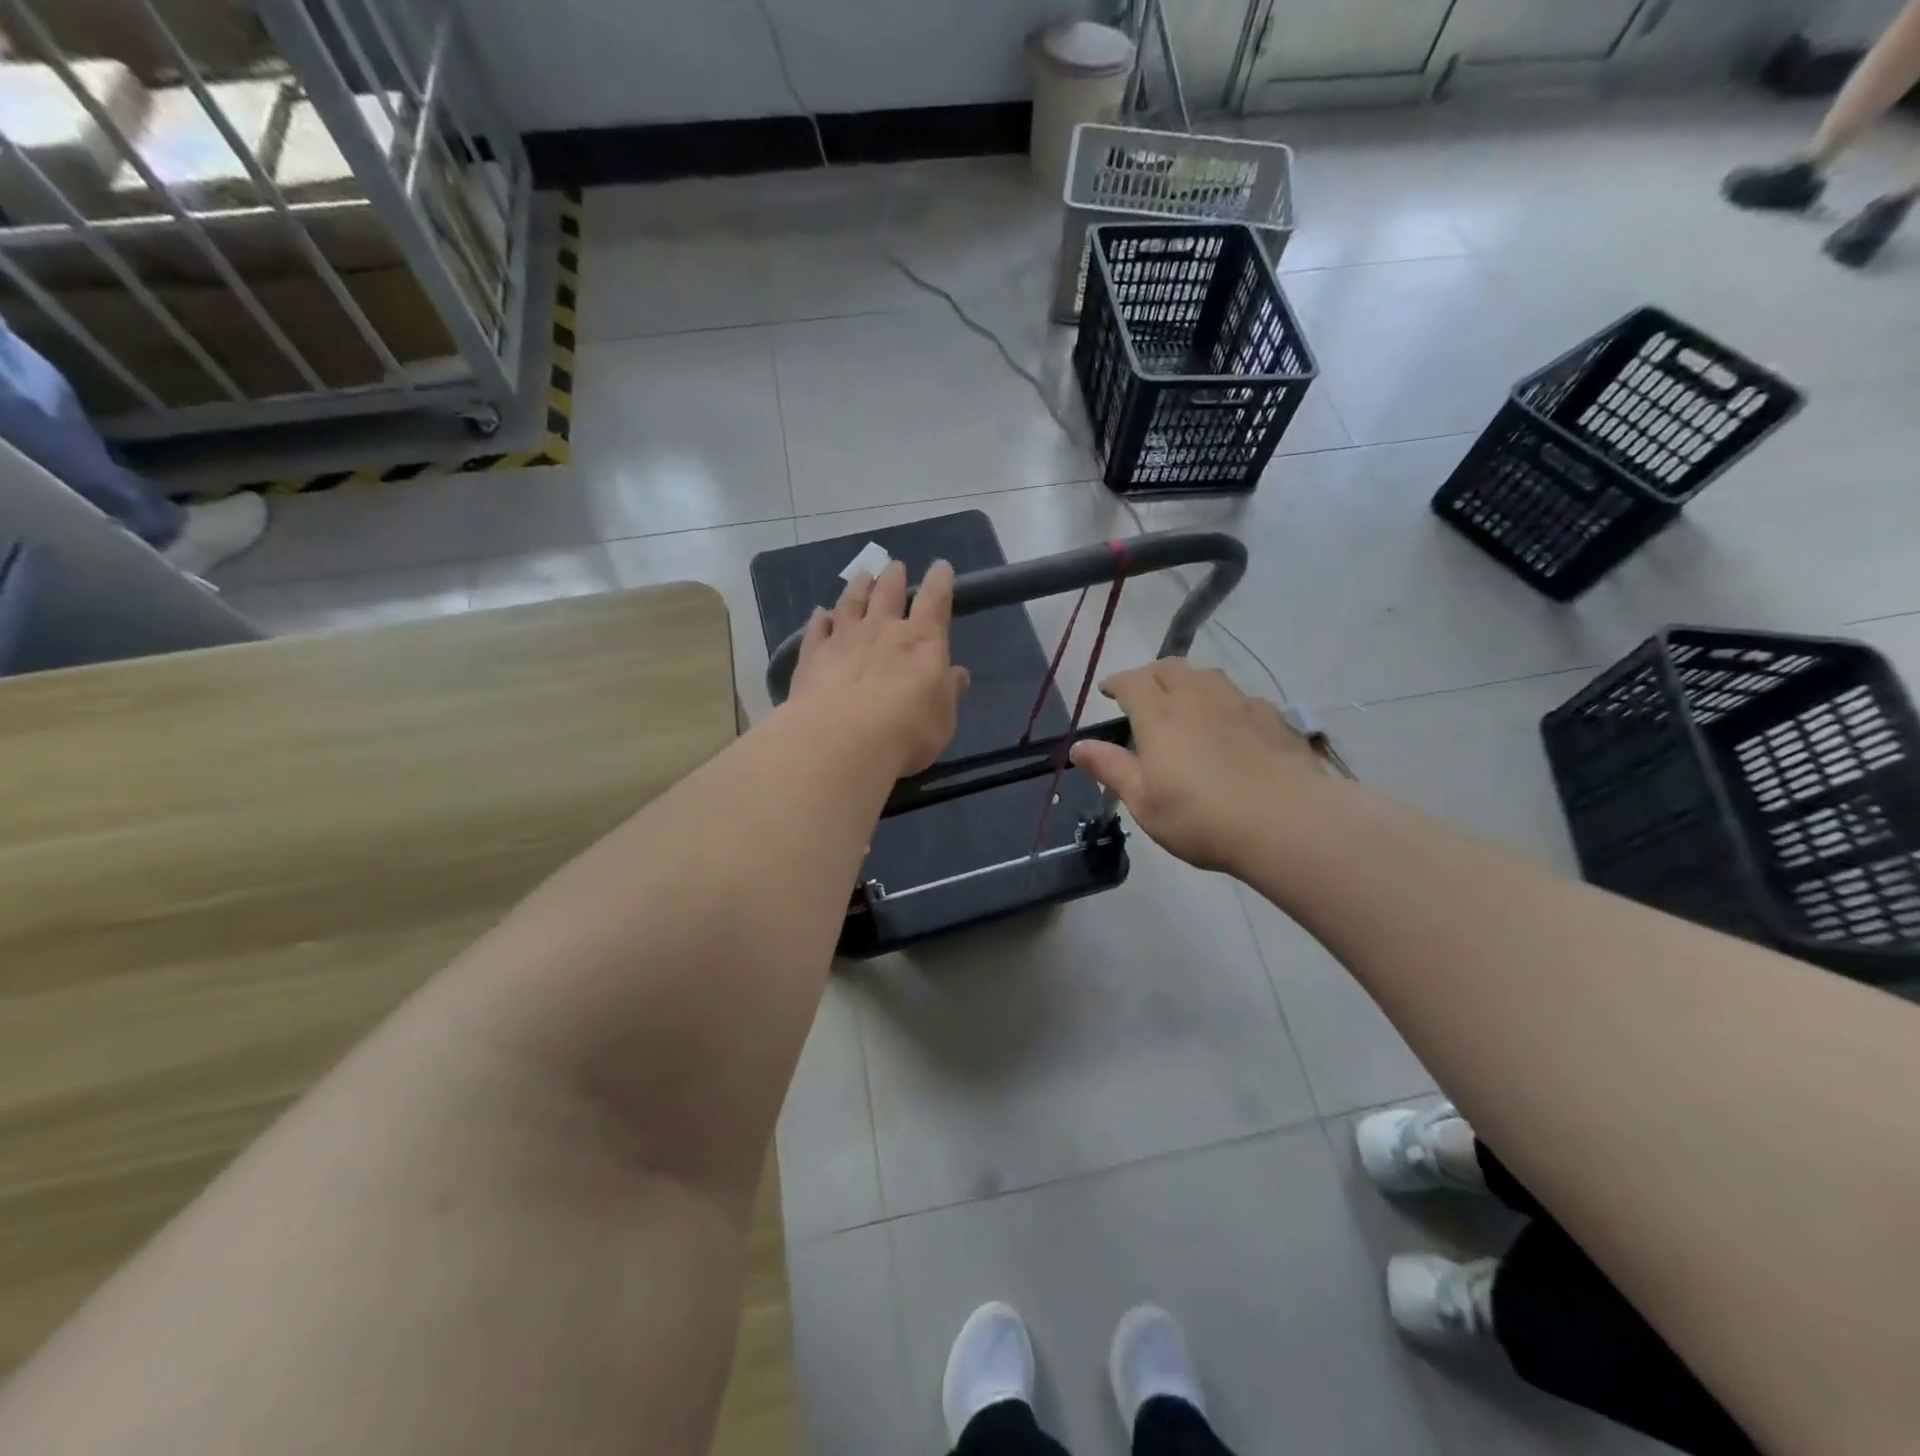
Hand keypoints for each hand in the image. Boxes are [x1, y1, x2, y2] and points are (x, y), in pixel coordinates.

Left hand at [786, 560, 969, 778]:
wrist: (842, 741)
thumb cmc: (906, 732)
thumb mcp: (942, 719)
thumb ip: (948, 693)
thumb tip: (956, 674)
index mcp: (922, 641)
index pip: (935, 601)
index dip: (939, 582)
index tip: (941, 566)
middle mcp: (883, 630)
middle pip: (888, 593)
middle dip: (894, 577)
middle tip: (895, 566)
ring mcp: (844, 639)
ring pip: (851, 602)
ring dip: (859, 587)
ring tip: (863, 575)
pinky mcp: (813, 655)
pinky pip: (817, 629)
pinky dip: (820, 618)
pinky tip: (820, 612)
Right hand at [1070, 658, 1324, 873]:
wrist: (1287, 822)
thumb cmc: (1201, 817)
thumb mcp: (1144, 802)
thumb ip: (1111, 769)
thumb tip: (1079, 747)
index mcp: (1160, 716)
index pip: (1132, 681)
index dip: (1117, 682)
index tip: (1108, 692)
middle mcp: (1198, 698)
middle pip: (1170, 668)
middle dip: (1152, 675)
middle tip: (1145, 695)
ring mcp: (1239, 704)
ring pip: (1208, 676)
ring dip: (1189, 683)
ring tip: (1186, 705)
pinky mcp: (1273, 718)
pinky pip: (1240, 698)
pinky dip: (1224, 703)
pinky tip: (1229, 727)